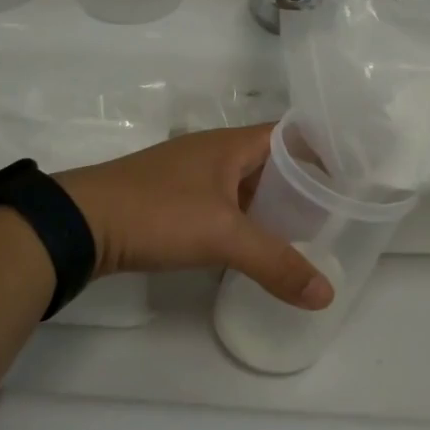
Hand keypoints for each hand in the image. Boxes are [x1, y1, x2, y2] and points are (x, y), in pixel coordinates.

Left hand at [56, 125, 334, 309]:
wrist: (79, 224)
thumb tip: (326, 294)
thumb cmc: (158, 213)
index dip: (321, 150)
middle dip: (301, 184)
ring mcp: (189, 175)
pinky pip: (222, 203)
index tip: (351, 175)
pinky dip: (243, 219)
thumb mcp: (223, 237)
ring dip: (270, 204)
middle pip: (270, 161)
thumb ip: (276, 263)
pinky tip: (253, 245)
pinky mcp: (171, 199)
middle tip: (334, 212)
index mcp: (231, 144)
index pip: (290, 135)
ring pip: (244, 184)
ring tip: (303, 231)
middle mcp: (213, 152)